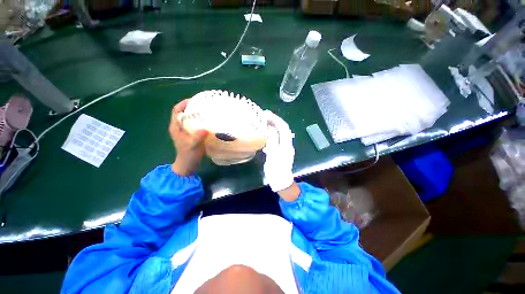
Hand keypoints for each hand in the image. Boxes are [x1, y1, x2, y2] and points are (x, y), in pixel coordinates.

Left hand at [169, 99, 208, 175]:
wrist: (188, 164)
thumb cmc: (188, 155)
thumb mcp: (193, 146)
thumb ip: (198, 137)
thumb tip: (205, 129)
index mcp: (175, 127)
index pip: (177, 110)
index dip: (184, 104)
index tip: (194, 99)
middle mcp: (179, 127)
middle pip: (183, 112)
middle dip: (192, 107)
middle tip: (204, 104)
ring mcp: (184, 131)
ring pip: (189, 118)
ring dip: (196, 113)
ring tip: (207, 110)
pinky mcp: (190, 134)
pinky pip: (194, 123)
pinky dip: (200, 120)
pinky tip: (208, 121)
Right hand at [263, 111, 297, 199]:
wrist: (281, 181)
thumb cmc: (276, 170)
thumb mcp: (273, 155)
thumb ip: (272, 141)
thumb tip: (271, 128)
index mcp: (286, 145)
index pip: (283, 128)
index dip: (276, 119)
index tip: (267, 114)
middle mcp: (287, 144)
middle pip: (283, 129)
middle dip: (274, 120)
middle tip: (264, 115)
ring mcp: (285, 147)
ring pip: (280, 133)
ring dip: (273, 126)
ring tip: (264, 121)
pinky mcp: (281, 150)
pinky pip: (277, 138)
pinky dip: (271, 133)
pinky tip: (265, 132)